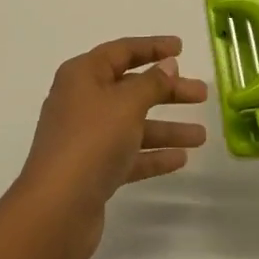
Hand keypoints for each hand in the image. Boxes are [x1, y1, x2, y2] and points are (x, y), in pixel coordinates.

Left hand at [12, 36, 208, 258]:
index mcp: (83, 75)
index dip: (153, 47)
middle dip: (168, 91)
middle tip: (202, 94)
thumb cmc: (91, 142)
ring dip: (166, 128)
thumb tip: (168, 65)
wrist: (56, 211)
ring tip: (201, 136)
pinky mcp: (93, 171)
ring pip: (134, 124)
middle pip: (132, 88)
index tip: (182, 48)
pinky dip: (153, 155)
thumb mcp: (127, 104)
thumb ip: (152, 83)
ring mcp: (87, 138)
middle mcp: (82, 101)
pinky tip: (181, 159)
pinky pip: (129, 154)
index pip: (122, 51)